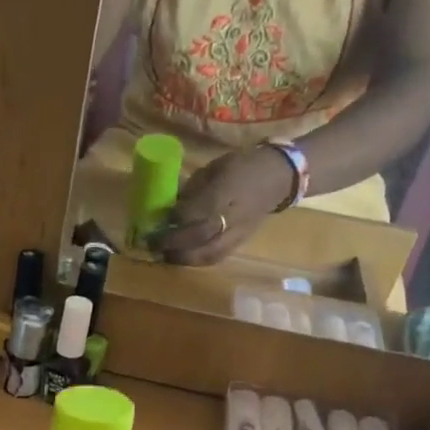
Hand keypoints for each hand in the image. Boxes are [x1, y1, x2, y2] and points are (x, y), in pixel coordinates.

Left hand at [147, 146, 296, 265]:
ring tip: (164, 256)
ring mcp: (237, 232)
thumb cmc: (240, 168)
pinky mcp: (240, 243)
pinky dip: (196, 261)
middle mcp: (231, 215)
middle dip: (172, 243)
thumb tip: (169, 207)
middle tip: (152, 245)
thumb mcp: (213, 169)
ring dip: (182, 258)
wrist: (277, 179)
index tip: (154, 222)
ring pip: (207, 252)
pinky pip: (216, 257)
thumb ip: (192, 189)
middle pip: (198, 236)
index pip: (194, 211)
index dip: (172, 220)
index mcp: (224, 189)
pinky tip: (182, 259)